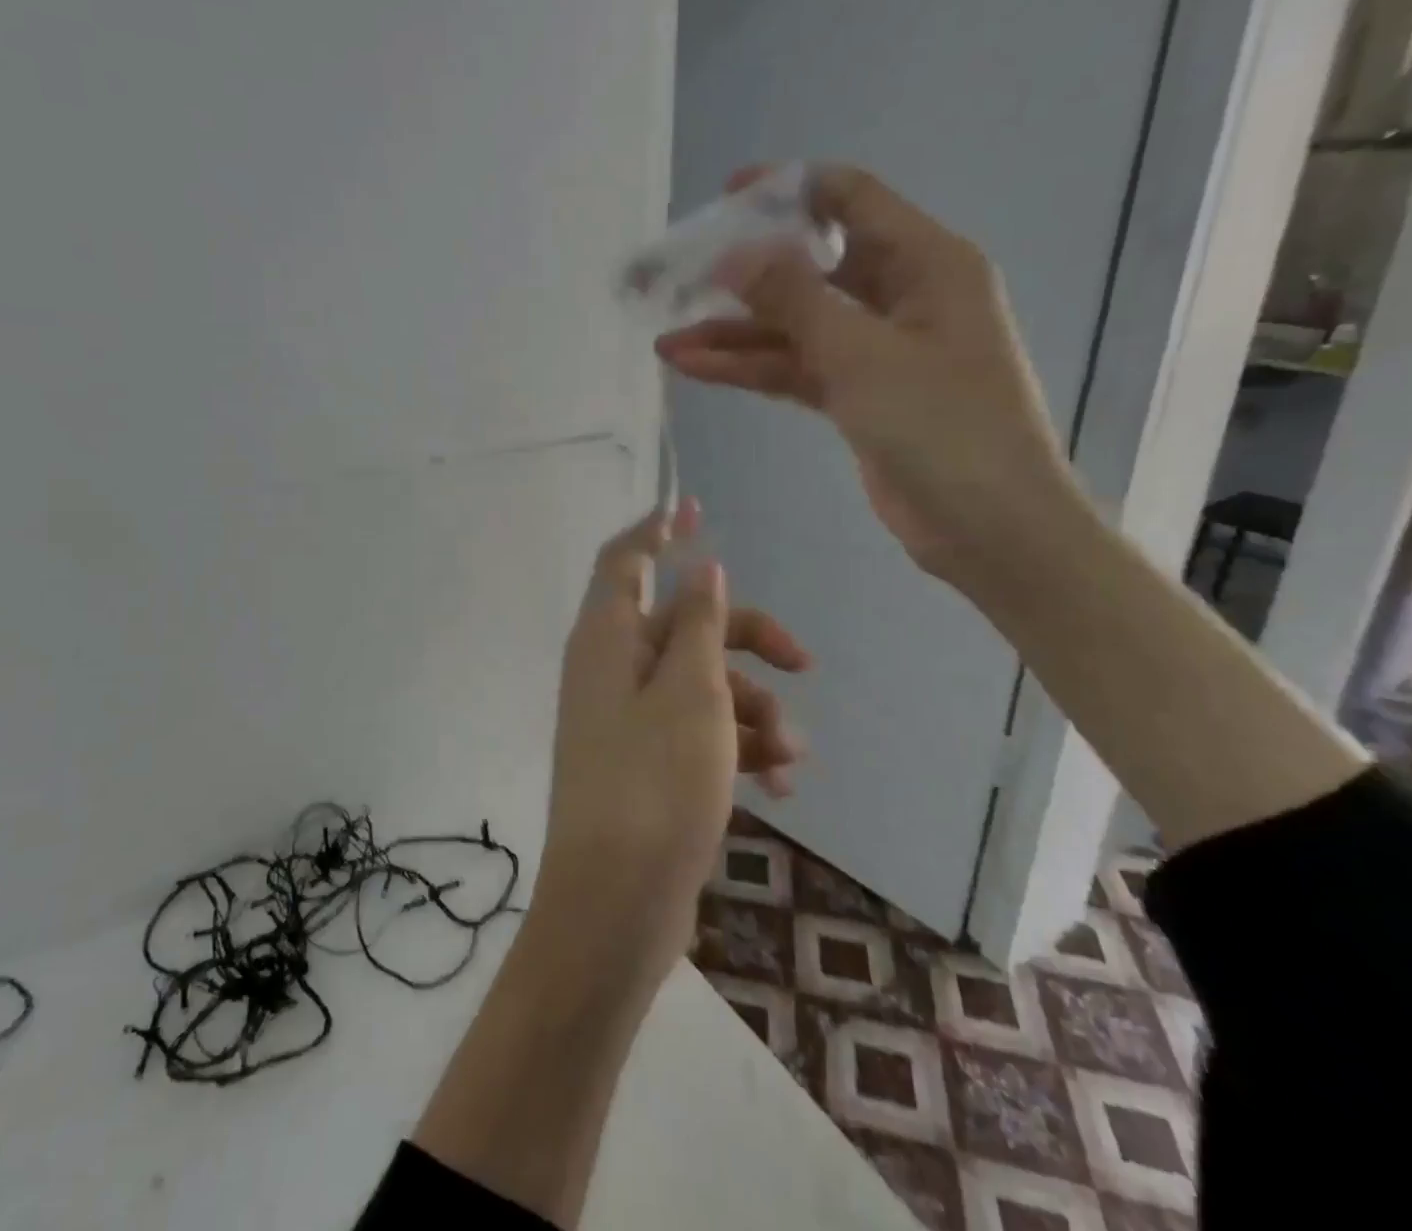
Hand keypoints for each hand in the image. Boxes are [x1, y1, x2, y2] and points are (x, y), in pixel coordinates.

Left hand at [530, 500, 808, 988]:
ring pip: (700, 684)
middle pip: (683, 625)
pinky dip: (739, 747)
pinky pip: (698, 733)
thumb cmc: (655, 783)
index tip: (697, 509)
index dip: (658, 531)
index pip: (625, 561)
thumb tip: (701, 568)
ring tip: (791, 755)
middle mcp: (610, 670)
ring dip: (754, 708)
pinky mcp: (646, 765)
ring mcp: (627, 720)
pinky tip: (784, 784)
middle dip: (747, 637)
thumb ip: (698, 625)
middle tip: (805, 659)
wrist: (616, 903)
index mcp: (606, 639)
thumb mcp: (691, 693)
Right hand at [656, 165, 1083, 584]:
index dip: (787, 190)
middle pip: (808, 267)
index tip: (724, 198)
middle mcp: (900, 295)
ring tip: (666, 340)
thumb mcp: (863, 354)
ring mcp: (874, 349)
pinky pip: (794, 368)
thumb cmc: (944, 426)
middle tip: (676, 279)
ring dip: (733, 333)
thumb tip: (735, 254)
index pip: (849, 199)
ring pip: (793, 326)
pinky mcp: (856, 395)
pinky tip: (695, 367)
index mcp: (925, 262)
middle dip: (742, 275)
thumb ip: (794, 299)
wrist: (989, 527)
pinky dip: (749, 368)